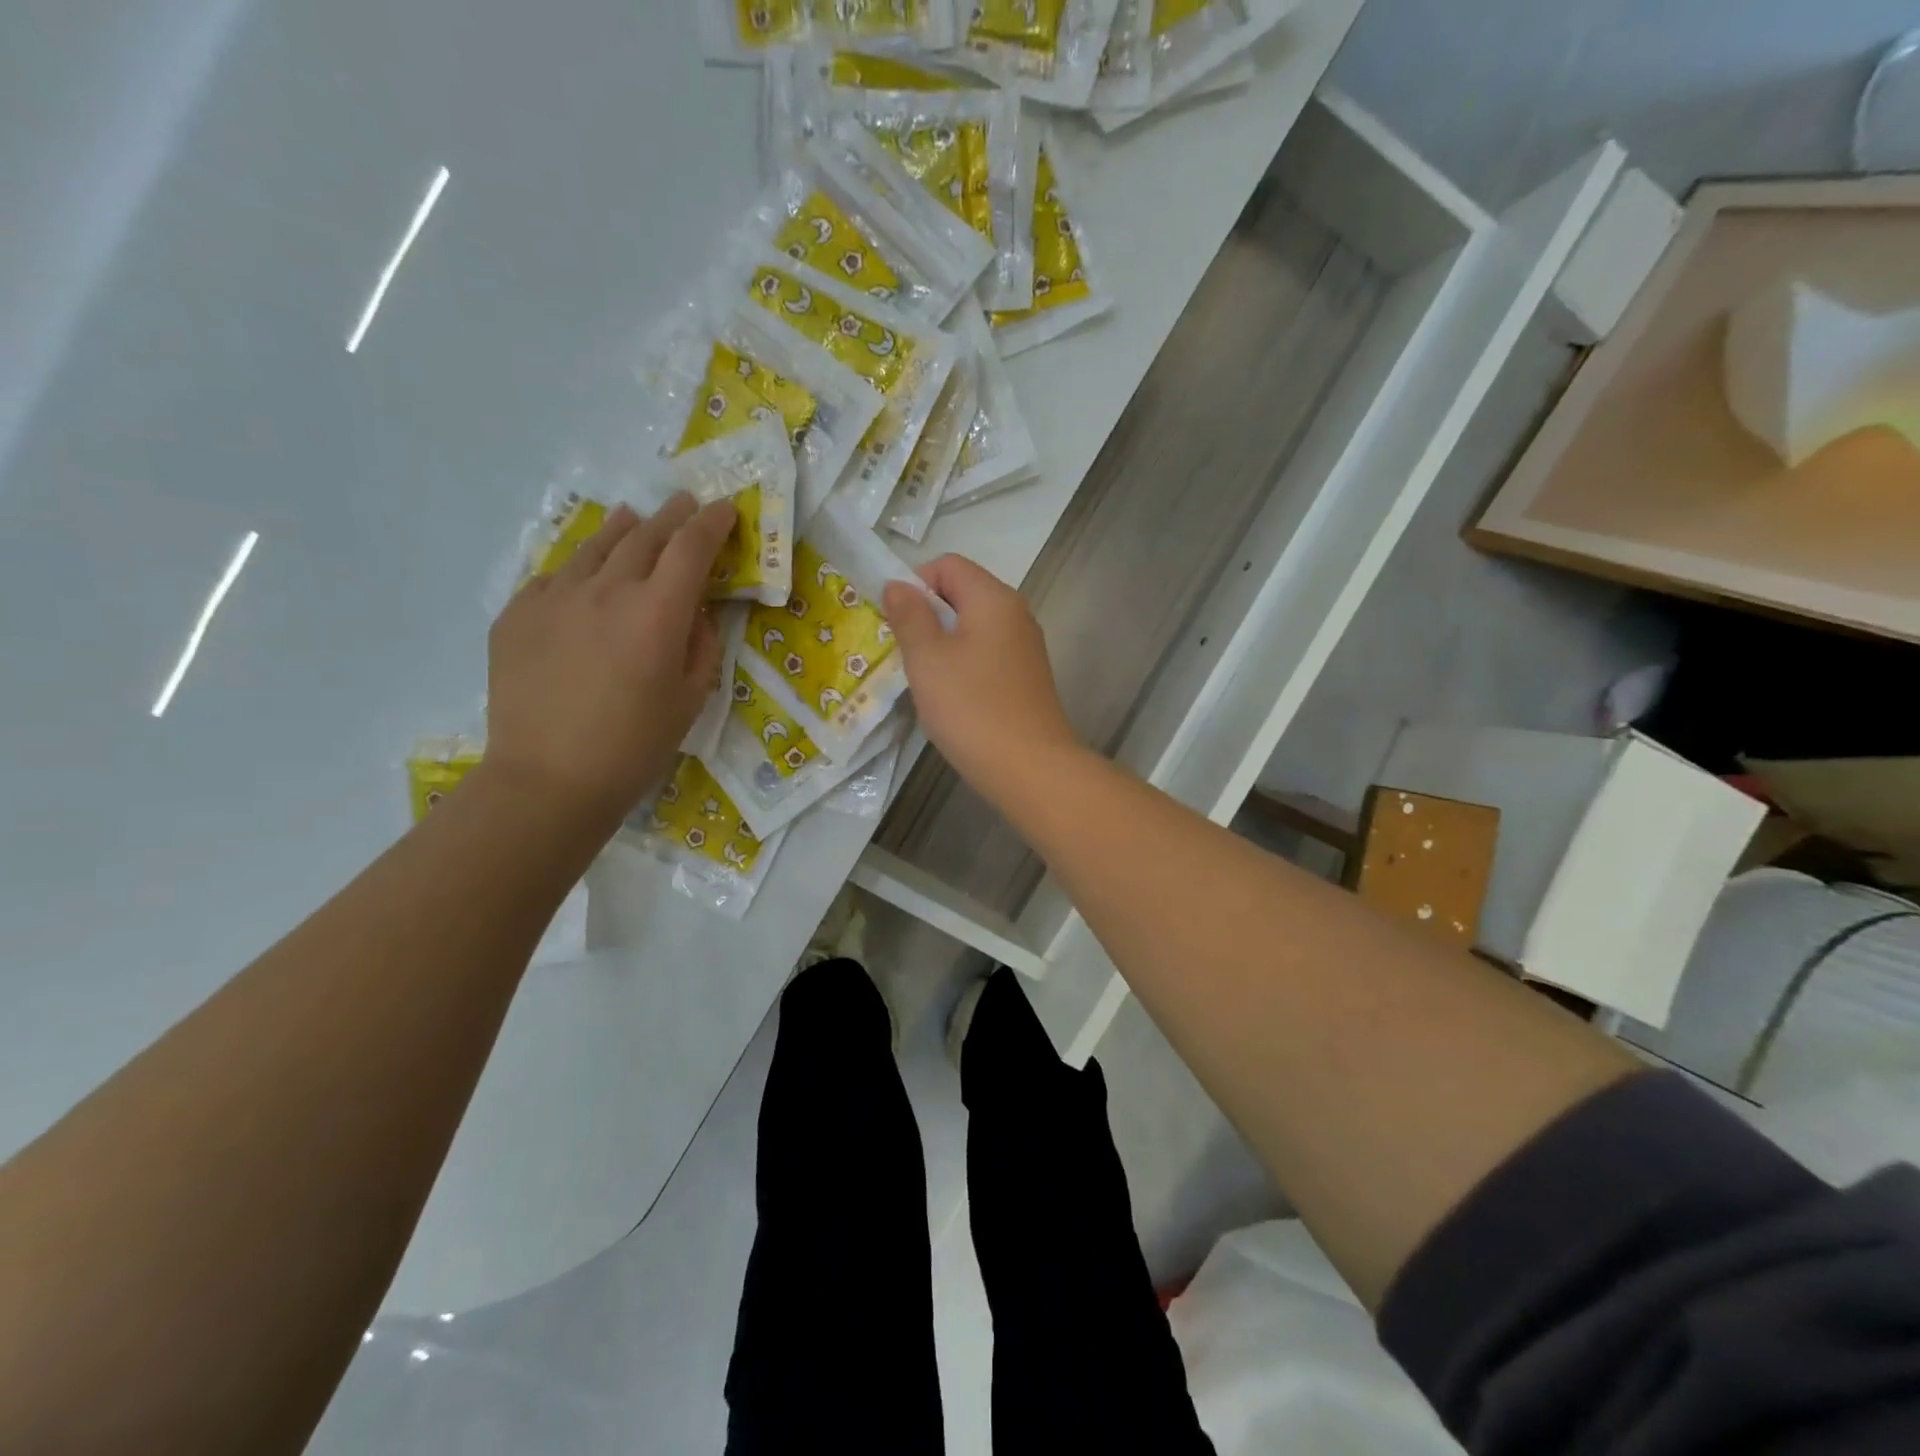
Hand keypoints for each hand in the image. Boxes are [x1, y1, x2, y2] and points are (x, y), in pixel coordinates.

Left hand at [481, 495, 734, 830]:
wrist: (548, 779)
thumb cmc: (635, 746)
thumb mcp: (691, 699)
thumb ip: (701, 646)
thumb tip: (693, 614)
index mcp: (657, 612)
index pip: (691, 547)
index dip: (713, 523)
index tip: (726, 510)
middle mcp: (606, 590)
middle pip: (645, 535)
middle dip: (672, 516)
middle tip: (686, 505)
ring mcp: (554, 597)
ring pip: (595, 546)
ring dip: (624, 529)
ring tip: (634, 519)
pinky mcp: (517, 613)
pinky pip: (555, 576)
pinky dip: (580, 568)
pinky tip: (584, 576)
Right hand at [882, 554, 1080, 804]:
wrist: (1030, 768)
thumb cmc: (972, 707)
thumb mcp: (927, 658)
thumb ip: (909, 616)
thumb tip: (898, 585)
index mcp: (994, 598)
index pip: (948, 564)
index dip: (916, 583)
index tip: (897, 622)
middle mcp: (1016, 614)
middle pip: (963, 594)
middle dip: (928, 616)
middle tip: (906, 654)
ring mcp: (1025, 648)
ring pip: (974, 628)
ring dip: (943, 645)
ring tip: (926, 680)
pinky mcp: (1027, 678)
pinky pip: (987, 656)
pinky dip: (964, 666)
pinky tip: (953, 699)